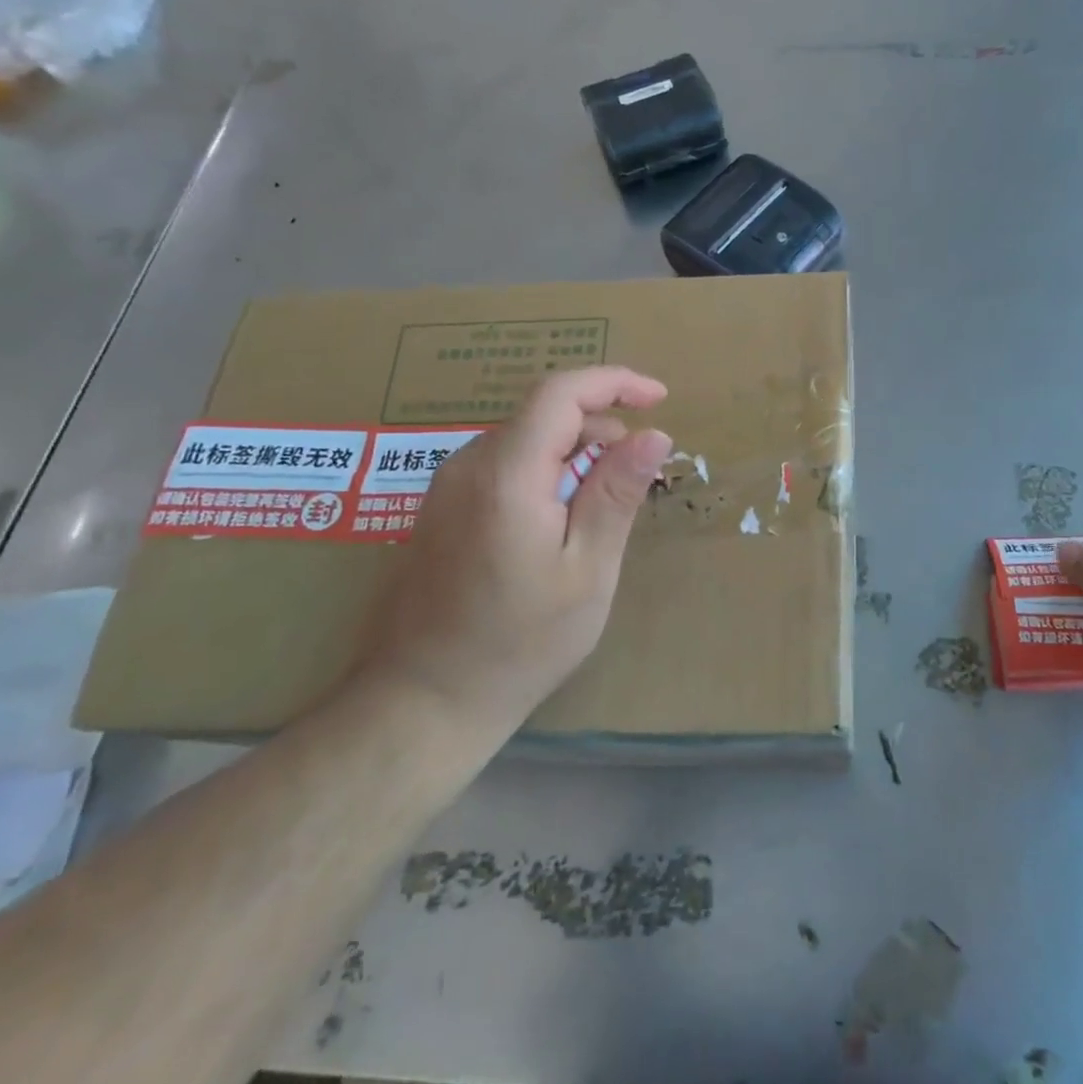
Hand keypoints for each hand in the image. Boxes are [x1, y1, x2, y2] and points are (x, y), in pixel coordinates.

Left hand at [352, 367, 672, 735]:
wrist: (422, 701)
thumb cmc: (520, 642)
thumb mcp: (587, 570)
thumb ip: (617, 493)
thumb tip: (654, 434)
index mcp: (506, 474)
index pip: (561, 393)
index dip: (615, 382)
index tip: (660, 399)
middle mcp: (468, 465)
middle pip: (543, 415)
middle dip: (600, 428)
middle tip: (637, 477)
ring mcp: (446, 487)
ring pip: (524, 441)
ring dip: (573, 455)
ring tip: (601, 510)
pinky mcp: (440, 510)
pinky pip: (503, 468)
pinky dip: (544, 474)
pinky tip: (559, 526)